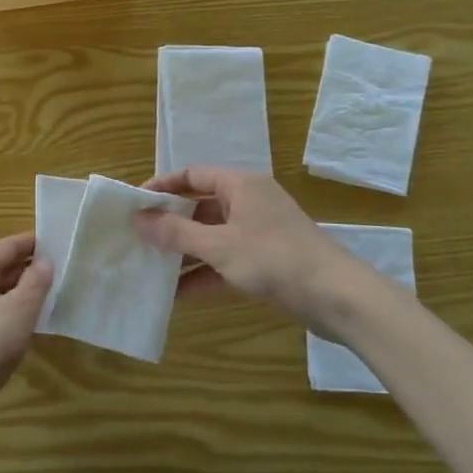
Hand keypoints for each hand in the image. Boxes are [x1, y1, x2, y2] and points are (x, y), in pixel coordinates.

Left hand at [0, 232, 52, 443]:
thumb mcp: (20, 309)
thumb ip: (36, 282)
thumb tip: (46, 261)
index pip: (9, 246)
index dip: (35, 243)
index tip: (61, 242)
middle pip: (3, 266)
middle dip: (32, 267)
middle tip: (64, 269)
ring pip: (0, 290)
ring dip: (24, 290)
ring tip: (55, 293)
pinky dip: (15, 310)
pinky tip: (33, 321)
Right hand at [133, 166, 345, 321]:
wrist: (337, 297)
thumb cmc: (274, 258)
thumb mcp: (218, 245)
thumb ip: (176, 233)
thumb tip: (138, 219)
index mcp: (241, 185)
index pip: (193, 174)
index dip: (163, 186)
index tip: (135, 203)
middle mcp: (249, 202)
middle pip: (200, 206)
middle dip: (170, 224)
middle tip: (138, 238)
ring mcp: (258, 233)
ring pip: (212, 236)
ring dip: (184, 252)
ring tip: (150, 268)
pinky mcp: (266, 261)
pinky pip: (225, 260)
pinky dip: (204, 273)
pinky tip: (178, 294)